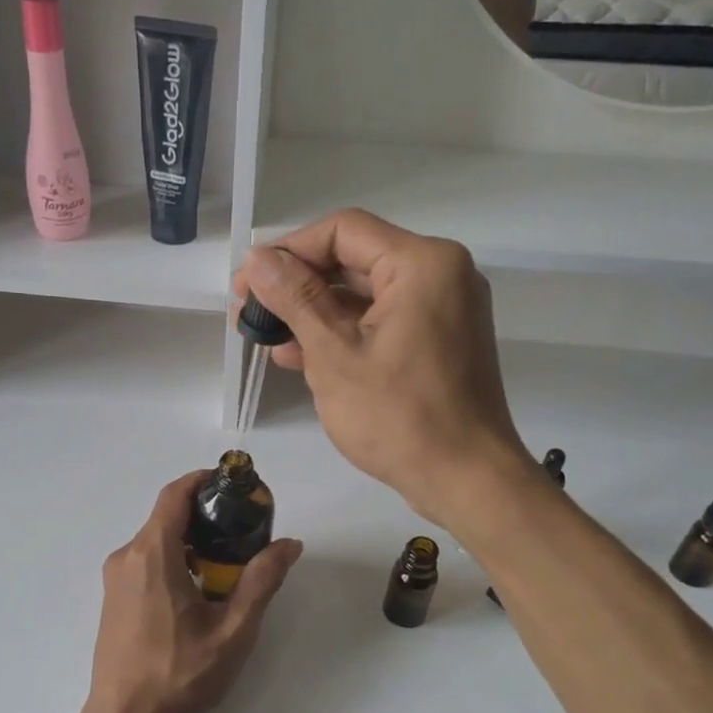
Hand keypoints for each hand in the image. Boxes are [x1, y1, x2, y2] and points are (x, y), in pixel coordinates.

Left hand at [84, 472, 301, 712]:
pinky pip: (146, 563)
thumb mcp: (233, 629)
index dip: (204, 480)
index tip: (234, 484)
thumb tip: (289, 544)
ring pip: (156, 542)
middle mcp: (126, 557)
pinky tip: (199, 590)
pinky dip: (174, 560)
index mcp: (152, 554)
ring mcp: (115, 580)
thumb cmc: (180, 675)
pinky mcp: (113, 600)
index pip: (174, 494)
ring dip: (191, 541)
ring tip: (228, 563)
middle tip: (244, 530)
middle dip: (206, 515)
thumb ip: (262, 581)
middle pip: (167, 517)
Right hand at [235, 209, 532, 527]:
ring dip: (313, 312)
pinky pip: (382, 322)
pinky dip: (342, 333)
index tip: (248, 282)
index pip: (342, 231)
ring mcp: (443, 309)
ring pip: (364, 294)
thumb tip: (257, 259)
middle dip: (296, 285)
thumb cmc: (399, 417)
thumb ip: (295, 299)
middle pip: (353, 260)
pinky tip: (297, 355)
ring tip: (263, 335)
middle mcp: (440, 274)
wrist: (466, 480)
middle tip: (247, 309)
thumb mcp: (334, 355)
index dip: (288, 251)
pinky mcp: (438, 341)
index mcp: (423, 263)